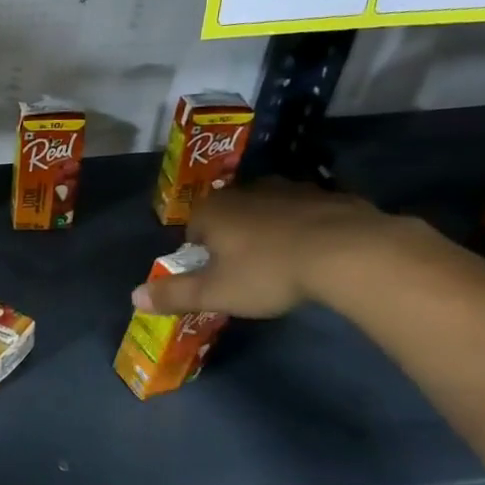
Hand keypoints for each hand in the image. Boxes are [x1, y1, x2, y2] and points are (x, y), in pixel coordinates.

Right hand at [132, 179, 394, 318]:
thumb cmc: (268, 272)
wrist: (350, 253)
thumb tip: (134, 296)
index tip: (217, 278)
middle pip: (230, 217)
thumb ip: (173, 294)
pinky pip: (307, 213)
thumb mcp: (215, 293)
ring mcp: (291, 188)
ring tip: (283, 263)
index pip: (193, 230)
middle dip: (234, 240)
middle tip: (248, 273)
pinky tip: (317, 254)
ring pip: (269, 211)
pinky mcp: (331, 195)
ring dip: (270, 231)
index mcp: (214, 210)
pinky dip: (307, 229)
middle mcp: (247, 191)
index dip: (201, 256)